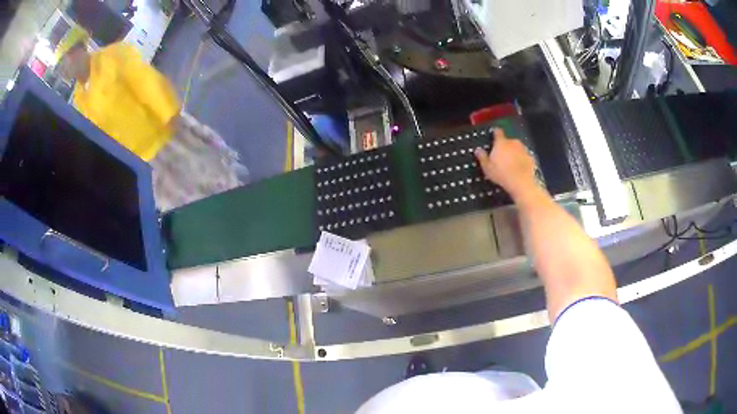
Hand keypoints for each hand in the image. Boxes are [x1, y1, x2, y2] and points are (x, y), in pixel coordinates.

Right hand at [474, 128, 536, 200]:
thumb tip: (478, 150)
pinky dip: (521, 160)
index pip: (497, 132)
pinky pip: (524, 157)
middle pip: (508, 141)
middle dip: (505, 147)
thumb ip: (482, 157)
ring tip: (510, 165)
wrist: (522, 183)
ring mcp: (523, 149)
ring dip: (514, 153)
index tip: (494, 135)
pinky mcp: (531, 158)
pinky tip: (518, 169)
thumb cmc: (502, 174)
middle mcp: (513, 142)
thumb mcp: (487, 167)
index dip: (495, 133)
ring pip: (517, 148)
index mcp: (501, 143)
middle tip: (500, 157)